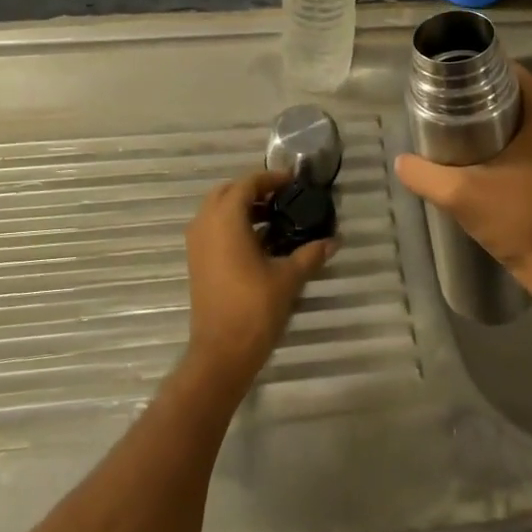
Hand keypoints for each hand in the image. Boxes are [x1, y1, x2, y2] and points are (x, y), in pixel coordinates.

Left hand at [182, 170, 334, 394]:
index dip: (270, 178)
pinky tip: (259, 241)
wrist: (221, 353)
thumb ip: (310, 254)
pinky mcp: (197, 262)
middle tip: (282, 197)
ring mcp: (197, 244)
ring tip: (274, 218)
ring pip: (217, 210)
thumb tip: (334, 241)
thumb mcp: (288, 278)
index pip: (247, 183)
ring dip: (242, 208)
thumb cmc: (254, 308)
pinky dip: (233, 225)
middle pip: (228, 192)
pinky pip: (213, 229)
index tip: (293, 182)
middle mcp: (206, 224)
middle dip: (254, 190)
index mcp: (226, 219)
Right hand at [394, 63, 531, 312]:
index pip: (507, 71)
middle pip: (510, 89)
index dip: (473, 72)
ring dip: (486, 114)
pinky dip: (499, 132)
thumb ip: (425, 173)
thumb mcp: (460, 194)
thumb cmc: (517, 219)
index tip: (443, 81)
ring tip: (448, 122)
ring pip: (516, 111)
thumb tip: (401, 160)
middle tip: (439, 103)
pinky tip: (470, 145)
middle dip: (475, 94)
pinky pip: (524, 130)